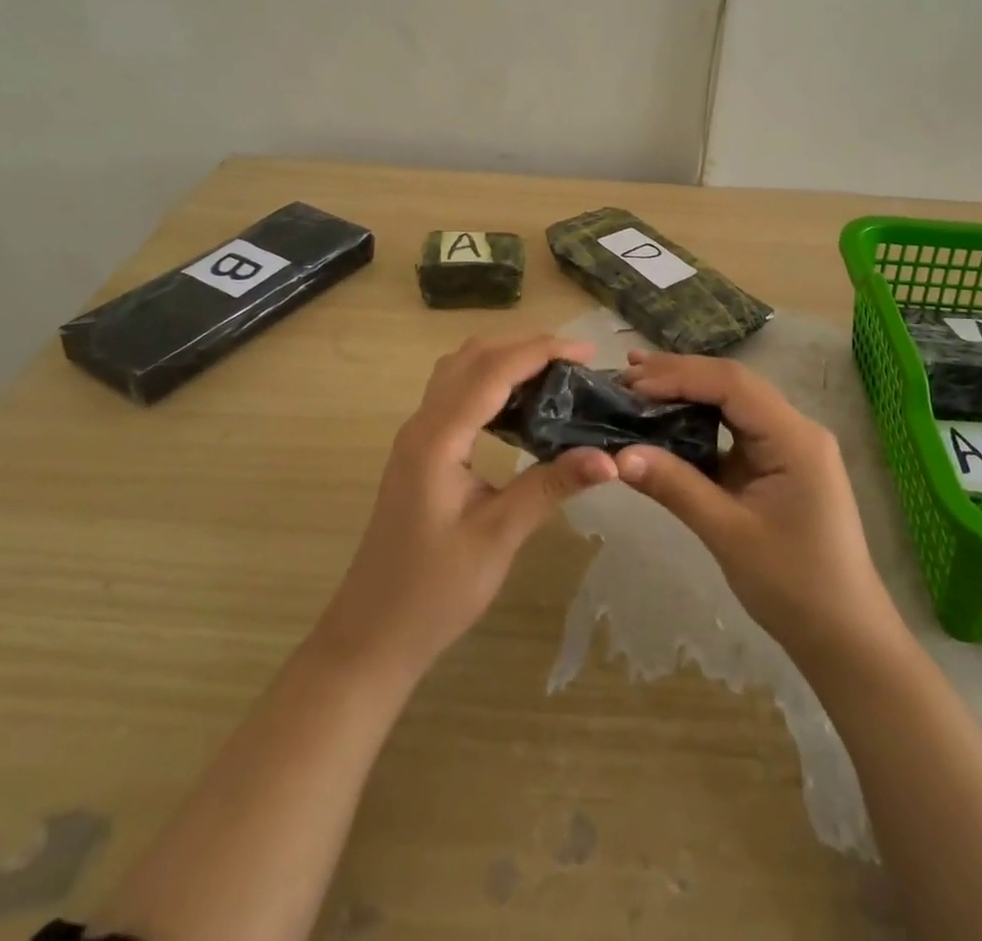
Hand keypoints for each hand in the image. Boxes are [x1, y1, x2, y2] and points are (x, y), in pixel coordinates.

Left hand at [311, 332, 617, 683]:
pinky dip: (490, 383)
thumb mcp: (498, 537)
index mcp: (437, 439)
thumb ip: (550, 487)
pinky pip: (456, 395)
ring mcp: (417, 437)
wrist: (373, 635)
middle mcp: (422, 424)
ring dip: (505, 360)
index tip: (587, 351)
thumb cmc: (434, 591)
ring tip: (555, 375)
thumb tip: (608, 458)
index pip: (492, 370)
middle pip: (472, 357)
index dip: (540, 351)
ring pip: (460, 371)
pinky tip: (521, 407)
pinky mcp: (420, 452)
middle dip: (525, 346)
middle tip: (576, 360)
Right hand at [614, 351, 891, 658]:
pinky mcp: (777, 463)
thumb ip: (675, 486)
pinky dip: (699, 421)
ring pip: (732, 402)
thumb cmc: (793, 586)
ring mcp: (788, 445)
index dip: (679, 376)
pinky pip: (734, 428)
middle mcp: (795, 429)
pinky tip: (667, 419)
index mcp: (794, 437)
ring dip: (687, 392)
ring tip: (637, 386)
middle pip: (732, 384)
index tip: (630, 385)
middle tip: (624, 376)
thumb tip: (618, 455)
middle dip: (679, 376)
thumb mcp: (728, 534)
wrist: (844, 636)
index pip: (732, 384)